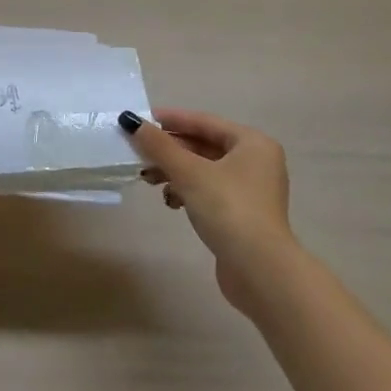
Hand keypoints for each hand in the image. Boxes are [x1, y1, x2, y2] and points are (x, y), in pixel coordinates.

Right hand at [121, 108, 294, 316]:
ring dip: (174, 172)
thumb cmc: (228, 209)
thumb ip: (158, 145)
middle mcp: (255, 162)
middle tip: (138, 153)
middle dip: (169, 150)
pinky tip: (171, 202)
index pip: (204, 121)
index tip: (139, 120)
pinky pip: (208, 191)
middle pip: (203, 146)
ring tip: (148, 179)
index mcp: (252, 143)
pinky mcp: (242, 214)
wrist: (260, 271)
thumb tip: (129, 121)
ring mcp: (250, 190)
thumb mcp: (188, 172)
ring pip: (203, 170)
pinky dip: (187, 191)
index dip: (170, 119)